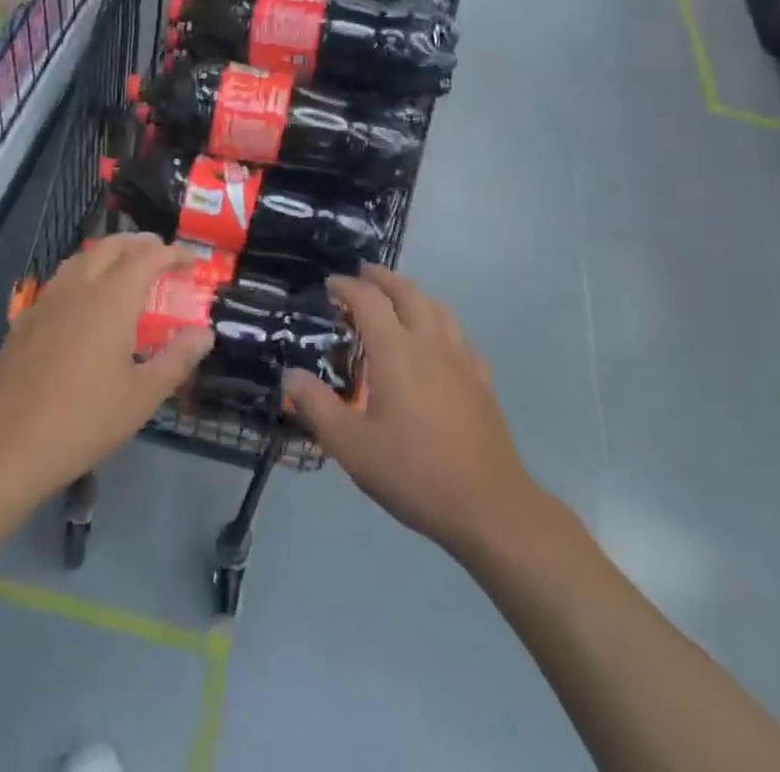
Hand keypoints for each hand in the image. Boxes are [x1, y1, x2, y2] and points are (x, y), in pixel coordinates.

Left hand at [0, 234, 213, 497]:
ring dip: (109, 253)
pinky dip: (83, 274)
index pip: (148, 257)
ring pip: (82, 258)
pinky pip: (60, 280)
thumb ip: (177, 358)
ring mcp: (48, 300)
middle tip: (161, 255)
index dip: (173, 253)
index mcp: (112, 298)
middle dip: (140, 244)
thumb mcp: (143, 395)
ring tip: (125, 268)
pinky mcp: (26, 319)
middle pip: (112, 246)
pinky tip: (84, 300)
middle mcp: (80, 287)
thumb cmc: (85, 420)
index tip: (191, 261)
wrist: (9, 446)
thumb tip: (204, 333)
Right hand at [283, 264, 539, 556]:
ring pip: (436, 307)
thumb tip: (290, 375)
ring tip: (397, 299)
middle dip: (382, 278)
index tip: (330, 285)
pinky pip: (457, 334)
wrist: (489, 505)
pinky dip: (438, 322)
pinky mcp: (481, 379)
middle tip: (363, 274)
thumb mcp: (352, 447)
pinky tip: (435, 342)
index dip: (347, 287)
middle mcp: (430, 342)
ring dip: (412, 293)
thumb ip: (317, 407)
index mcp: (396, 351)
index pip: (368, 300)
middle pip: (407, 292)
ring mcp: (461, 358)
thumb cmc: (414, 472)